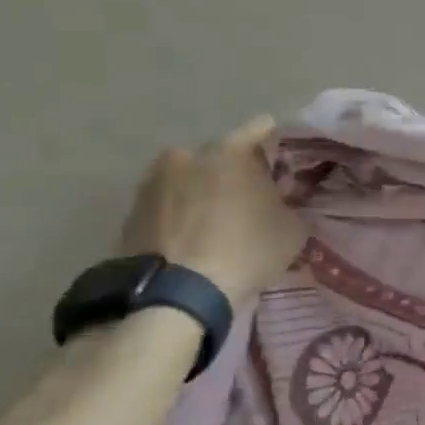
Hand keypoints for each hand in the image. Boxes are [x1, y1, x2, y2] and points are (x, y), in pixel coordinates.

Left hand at [119, 117, 306, 307]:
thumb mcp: (293, 229)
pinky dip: (183, 215)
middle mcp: (187, 155)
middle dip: (239, 173)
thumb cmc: (246, 251)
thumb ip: (291, 205)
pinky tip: (196, 239)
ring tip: (222, 223)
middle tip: (256, 200)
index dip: (279, 145)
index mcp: (230, 151)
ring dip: (207, 193)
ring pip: (192, 179)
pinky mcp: (131, 211)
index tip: (289, 165)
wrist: (177, 295)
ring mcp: (153, 182)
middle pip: (223, 156)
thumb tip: (285, 201)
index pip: (263, 129)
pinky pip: (169, 205)